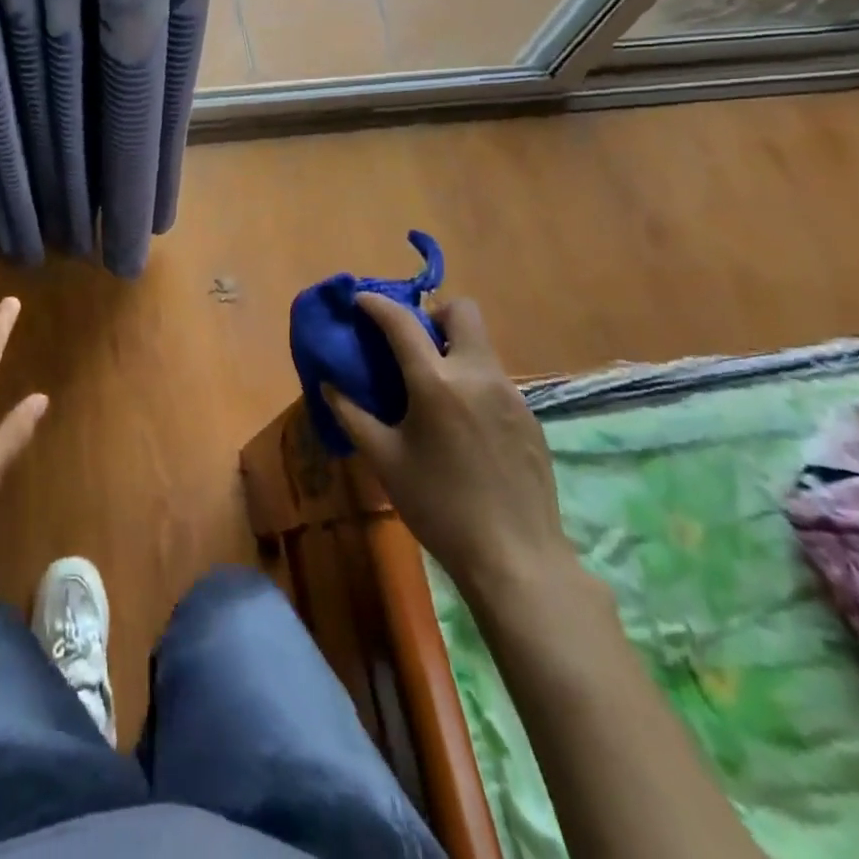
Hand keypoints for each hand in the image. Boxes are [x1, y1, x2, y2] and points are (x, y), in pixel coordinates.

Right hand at [326, 295, 574, 605]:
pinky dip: (472, 379)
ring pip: (481, 344)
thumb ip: (352, 414)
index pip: (402, 321)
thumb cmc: (439, 507)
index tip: (359, 300)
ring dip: (452, 348)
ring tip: (431, 386)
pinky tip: (461, 421)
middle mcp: (478, 375)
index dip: (376, 304)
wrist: (517, 559)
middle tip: (411, 343)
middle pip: (462, 311)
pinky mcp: (530, 416)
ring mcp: (511, 394)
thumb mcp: (384, 460)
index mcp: (436, 382)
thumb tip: (328, 385)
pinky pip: (495, 377)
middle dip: (433, 314)